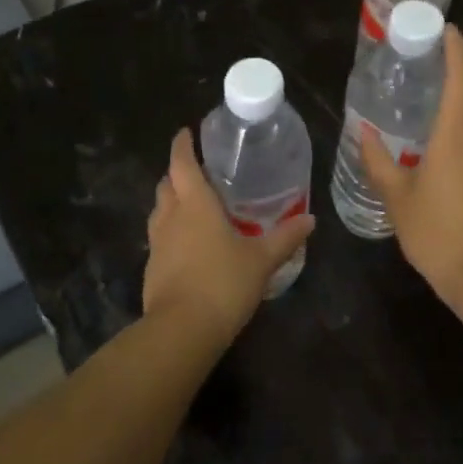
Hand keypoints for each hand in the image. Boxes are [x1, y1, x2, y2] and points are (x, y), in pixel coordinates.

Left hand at [144, 128, 314, 342]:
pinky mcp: (152, 268)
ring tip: (194, 205)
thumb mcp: (261, 260)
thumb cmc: (223, 283)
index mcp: (195, 204)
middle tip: (199, 171)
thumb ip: (285, 237)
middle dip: (178, 173)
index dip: (182, 145)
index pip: (182, 163)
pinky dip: (172, 231)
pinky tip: (190, 244)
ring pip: (160, 211)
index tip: (185, 132)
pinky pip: (160, 238)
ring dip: (172, 202)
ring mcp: (157, 244)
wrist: (182, 330)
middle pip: (167, 184)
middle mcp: (171, 217)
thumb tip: (310, 219)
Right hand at [358, 27, 462, 306]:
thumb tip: (362, 133)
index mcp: (456, 134)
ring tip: (449, 76)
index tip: (446, 29)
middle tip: (447, 44)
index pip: (462, 76)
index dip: (456, 49)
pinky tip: (457, 122)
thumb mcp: (398, 199)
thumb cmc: (438, 234)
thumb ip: (378, 162)